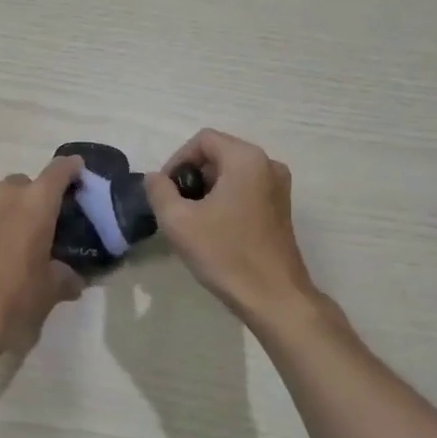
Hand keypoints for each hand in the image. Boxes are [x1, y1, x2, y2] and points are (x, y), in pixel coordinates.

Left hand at [0, 157, 84, 360]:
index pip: (58, 171)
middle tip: (48, 220)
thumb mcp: (51, 289)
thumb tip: (72, 278)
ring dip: (13, 211)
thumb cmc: (17, 296)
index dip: (71, 168)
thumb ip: (66, 277)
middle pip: (25, 182)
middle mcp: (5, 197)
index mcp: (35, 203)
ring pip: (1, 199)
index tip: (79, 172)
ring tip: (22, 240)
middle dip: (37, 195)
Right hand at [147, 130, 317, 321]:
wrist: (274, 297)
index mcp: (246, 159)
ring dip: (208, 188)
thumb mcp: (178, 221)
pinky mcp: (281, 207)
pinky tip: (215, 228)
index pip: (203, 140)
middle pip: (218, 153)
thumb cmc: (225, 254)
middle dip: (192, 175)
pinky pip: (246, 188)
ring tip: (192, 219)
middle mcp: (268, 164)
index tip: (166, 191)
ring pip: (232, 172)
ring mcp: (279, 186)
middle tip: (176, 206)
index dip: (177, 160)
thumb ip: (159, 191)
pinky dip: (226, 198)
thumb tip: (155, 178)